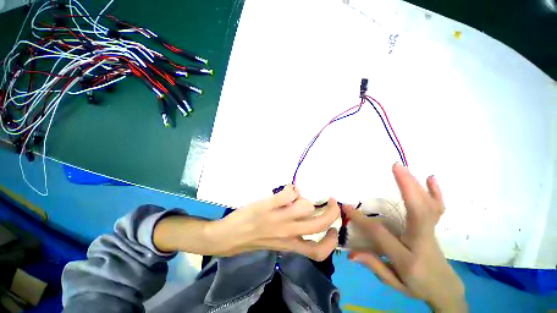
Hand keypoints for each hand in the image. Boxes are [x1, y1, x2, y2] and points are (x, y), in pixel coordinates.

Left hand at [207, 185, 339, 260]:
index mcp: (290, 245)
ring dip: (306, 198)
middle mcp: (288, 233)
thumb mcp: (276, 243)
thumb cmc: (252, 239)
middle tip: (331, 201)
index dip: (331, 242)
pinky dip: (291, 189)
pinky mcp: (268, 206)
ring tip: (298, 195)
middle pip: (318, 224)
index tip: (333, 229)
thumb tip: (305, 215)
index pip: (317, 252)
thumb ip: (292, 234)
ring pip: (305, 206)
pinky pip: (288, 194)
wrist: (228, 237)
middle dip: (331, 211)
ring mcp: (278, 219)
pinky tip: (286, 190)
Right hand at [343, 163, 466, 311]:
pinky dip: (435, 192)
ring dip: (416, 184)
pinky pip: (437, 208)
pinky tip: (430, 178)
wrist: (445, 289)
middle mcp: (422, 241)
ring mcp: (431, 232)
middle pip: (417, 211)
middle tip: (394, 167)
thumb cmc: (416, 286)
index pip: (380, 234)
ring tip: (404, 168)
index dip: (361, 219)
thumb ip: (373, 265)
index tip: (345, 206)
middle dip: (406, 187)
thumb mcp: (393, 283)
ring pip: (428, 206)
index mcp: (408, 258)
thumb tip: (350, 253)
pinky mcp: (434, 227)